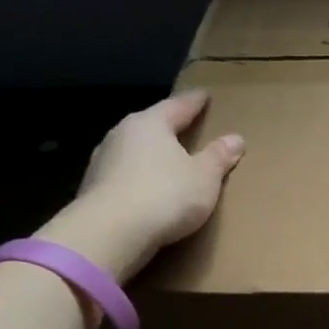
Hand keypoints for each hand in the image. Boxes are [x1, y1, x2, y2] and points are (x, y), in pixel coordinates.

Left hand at [36, 90, 243, 281]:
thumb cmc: (165, 194)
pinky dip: (140, 176)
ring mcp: (103, 162)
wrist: (109, 234)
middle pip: (151, 125)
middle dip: (169, 127)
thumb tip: (235, 138)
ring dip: (152, 154)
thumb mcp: (204, 176)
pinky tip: (150, 187)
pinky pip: (125, 175)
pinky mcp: (93, 189)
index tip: (205, 95)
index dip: (195, 101)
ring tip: (170, 160)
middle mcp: (122, 135)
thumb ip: (219, 157)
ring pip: (134, 150)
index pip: (178, 105)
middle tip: (188, 126)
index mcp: (150, 124)